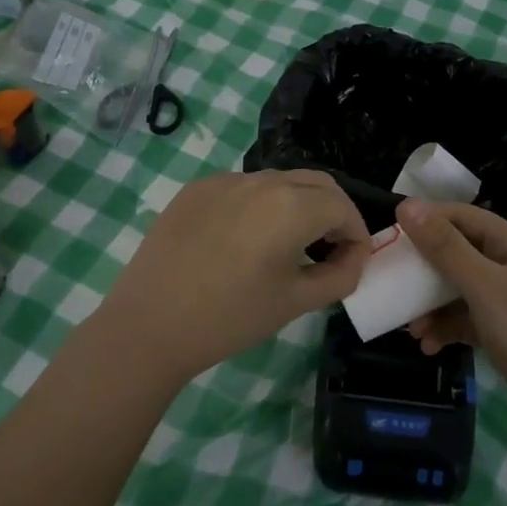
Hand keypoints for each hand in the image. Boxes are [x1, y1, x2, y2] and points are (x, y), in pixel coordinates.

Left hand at [92, 170, 370, 385]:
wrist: (149, 325)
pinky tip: (246, 240)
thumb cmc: (230, 318)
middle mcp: (261, 181)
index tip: (355, 260)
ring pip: (279, 181)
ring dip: (297, 205)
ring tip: (290, 244)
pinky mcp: (196, 189)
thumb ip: (339, 276)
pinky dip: (260, 205)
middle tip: (332, 247)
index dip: (357, 233)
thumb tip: (354, 259)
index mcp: (291, 205)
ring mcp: (225, 180)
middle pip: (316, 183)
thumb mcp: (296, 302)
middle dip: (333, 211)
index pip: (342, 206)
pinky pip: (243, 188)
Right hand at [397, 199, 506, 438]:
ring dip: (432, 306)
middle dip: (424, 271)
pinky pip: (467, 318)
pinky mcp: (505, 329)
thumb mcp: (484, 287)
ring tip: (412, 329)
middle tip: (394, 284)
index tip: (390, 235)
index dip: (426, 220)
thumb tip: (407, 206)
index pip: (461, 216)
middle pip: (457, 252)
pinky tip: (430, 346)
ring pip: (458, 289)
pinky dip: (447, 328)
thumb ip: (445, 247)